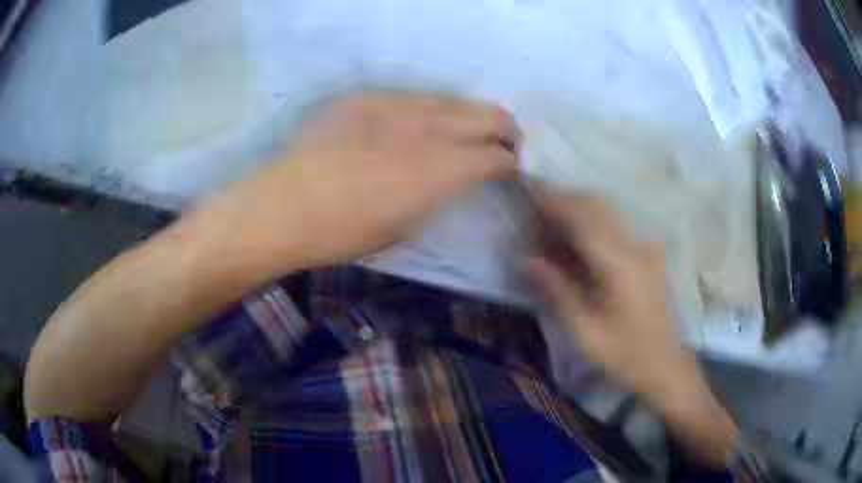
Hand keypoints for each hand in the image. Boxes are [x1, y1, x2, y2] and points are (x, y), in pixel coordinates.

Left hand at [198, 93, 519, 274]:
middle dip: (506, 132)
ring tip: (460, 134)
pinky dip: (429, 111)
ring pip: (453, 99)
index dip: (510, 164)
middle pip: (490, 115)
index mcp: (440, 169)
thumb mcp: (406, 227)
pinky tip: (414, 127)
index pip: (497, 155)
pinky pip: (414, 96)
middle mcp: (426, 127)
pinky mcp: (366, 96)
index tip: (507, 172)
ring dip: (468, 117)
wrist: (283, 207)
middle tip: (501, 147)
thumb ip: (440, 195)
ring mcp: (395, 104)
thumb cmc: (343, 233)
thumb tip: (455, 179)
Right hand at [527, 189, 693, 401]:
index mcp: (621, 266)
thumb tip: (528, 260)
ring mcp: (646, 248)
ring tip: (550, 227)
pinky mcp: (648, 255)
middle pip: (596, 205)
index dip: (553, 202)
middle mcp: (636, 247)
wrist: (668, 367)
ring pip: (607, 212)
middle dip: (563, 201)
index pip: (583, 218)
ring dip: (577, 210)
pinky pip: (614, 227)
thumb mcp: (587, 335)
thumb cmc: (627, 357)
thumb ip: (559, 293)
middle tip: (534, 214)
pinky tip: (576, 243)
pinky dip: (591, 223)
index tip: (528, 194)